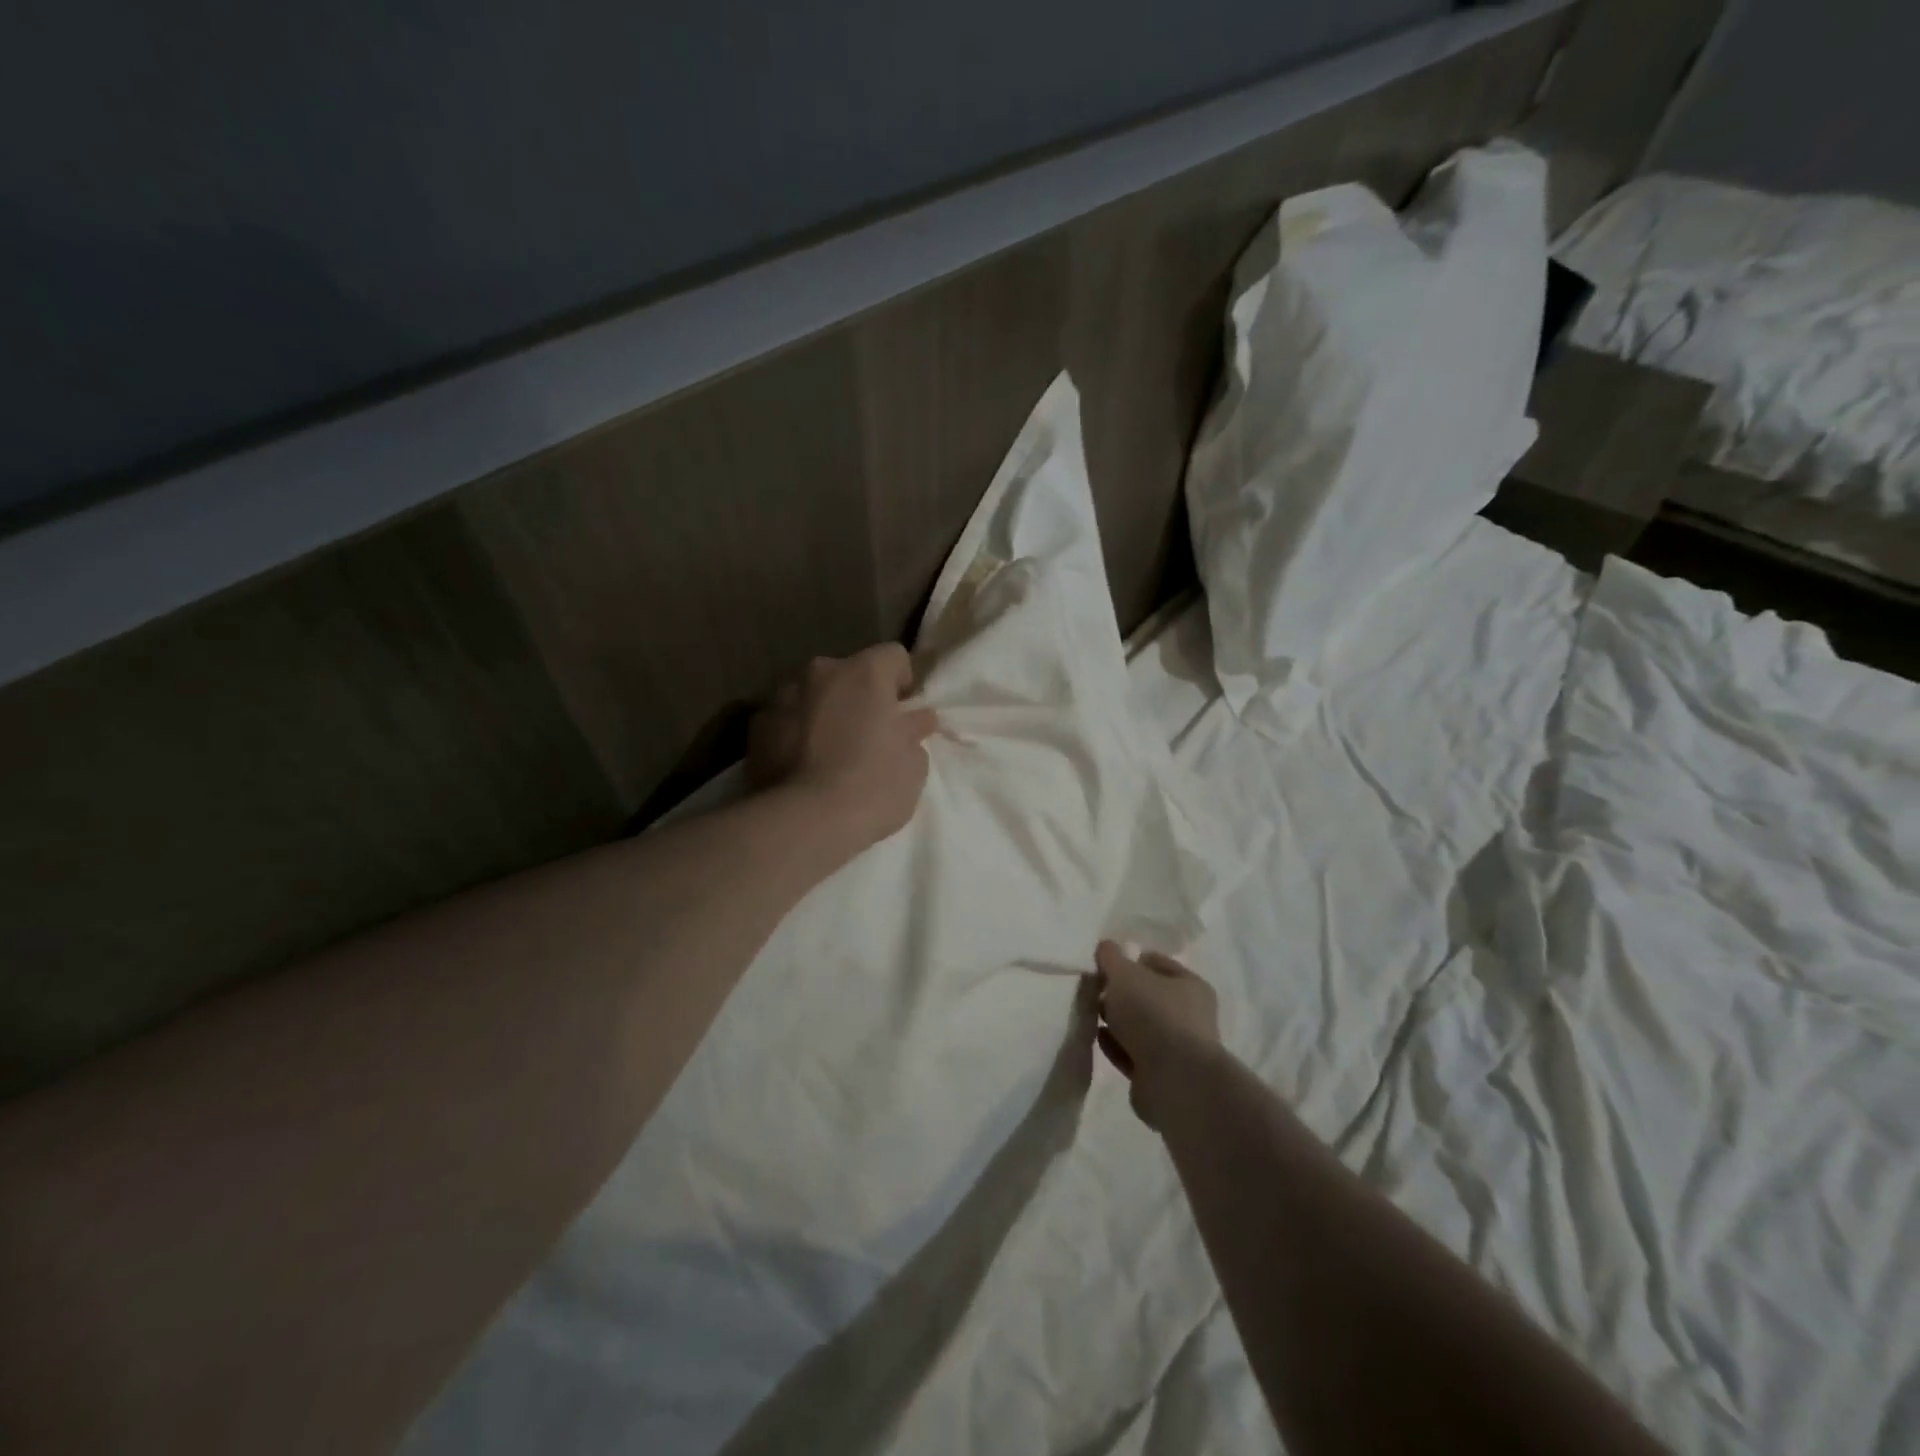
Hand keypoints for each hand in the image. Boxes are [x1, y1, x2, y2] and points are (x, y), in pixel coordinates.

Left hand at [748, 644, 939, 853]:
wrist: (802, 822)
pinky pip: (785, 720)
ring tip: (829, 755)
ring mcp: (782, 696)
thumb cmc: (871, 788)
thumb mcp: (913, 766)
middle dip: (858, 697)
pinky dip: (795, 734)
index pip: (893, 656)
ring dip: (824, 713)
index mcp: (864, 673)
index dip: (902, 682)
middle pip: (848, 674)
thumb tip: (914, 721)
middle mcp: (820, 672)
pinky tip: (802, 768)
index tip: (902, 714)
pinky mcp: (755, 726)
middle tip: (867, 737)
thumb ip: (913, 734)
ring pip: (813, 696)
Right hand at [1094, 941, 1221, 1126]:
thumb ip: (1112, 958)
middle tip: (1095, 990)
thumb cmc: (1153, 1014)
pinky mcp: (1161, 1075)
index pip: (1157, 964)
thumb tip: (1106, 946)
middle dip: (1121, 993)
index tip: (1105, 965)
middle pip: (1147, 996)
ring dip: (1117, 1021)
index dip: (1131, 961)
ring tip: (1091, 1013)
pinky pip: (1133, 1053)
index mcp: (1190, 985)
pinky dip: (1116, 1045)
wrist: (1174, 1080)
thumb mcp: (1125, 974)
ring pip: (1140, 1027)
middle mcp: (1188, 1015)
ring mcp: (1176, 1047)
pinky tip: (1098, 1038)